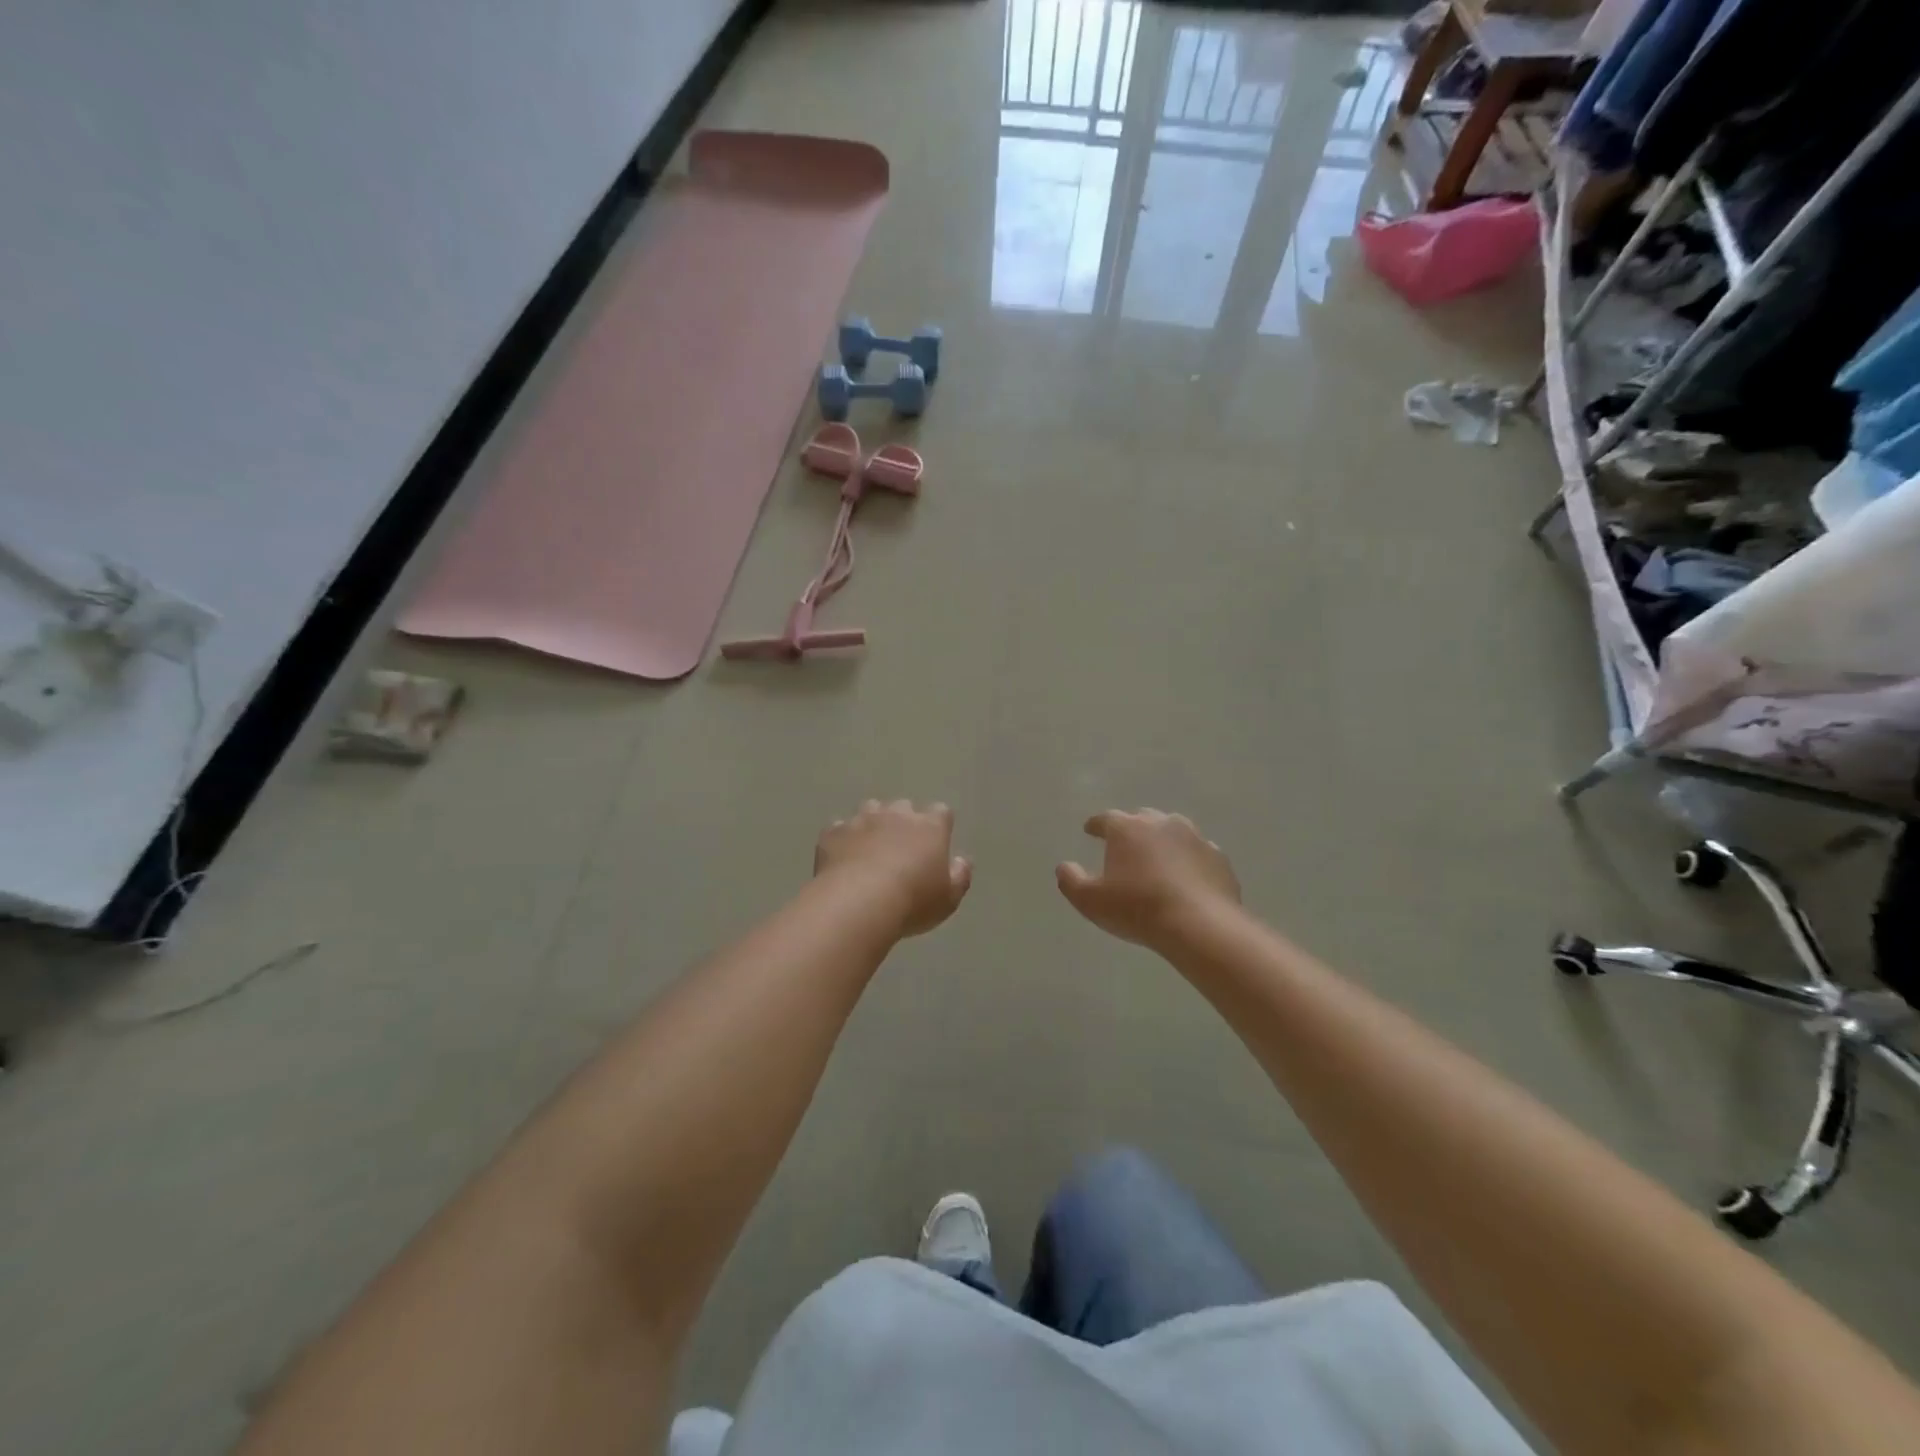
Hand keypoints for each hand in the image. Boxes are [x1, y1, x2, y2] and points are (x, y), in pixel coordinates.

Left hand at [815, 800, 971, 937]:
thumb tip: (961, 860)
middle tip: (900, 850)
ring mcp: (862, 820)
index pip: (941, 813)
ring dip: (872, 825)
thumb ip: (959, 876)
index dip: (939, 825)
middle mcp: (896, 814)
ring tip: (869, 851)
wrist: (858, 902)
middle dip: (902, 822)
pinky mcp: (833, 832)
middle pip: (903, 807)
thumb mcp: (948, 899)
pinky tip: (841, 860)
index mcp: (930, 827)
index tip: (935, 843)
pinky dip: (842, 840)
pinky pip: (839, 829)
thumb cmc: (912, 901)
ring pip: (869, 811)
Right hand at [1057, 809, 1239, 950]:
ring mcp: (1194, 837)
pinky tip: (1187, 876)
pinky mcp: (1218, 857)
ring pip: (1174, 831)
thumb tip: (1064, 866)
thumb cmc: (1137, 908)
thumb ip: (1070, 880)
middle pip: (1142, 818)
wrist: (1200, 925)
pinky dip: (1190, 860)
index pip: (1105, 819)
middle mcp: (1161, 823)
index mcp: (1127, 828)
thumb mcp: (1090, 901)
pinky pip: (1198, 853)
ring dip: (1163, 840)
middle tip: (1125, 845)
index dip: (1095, 825)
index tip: (1090, 830)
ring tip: (1158, 858)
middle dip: (1131, 828)